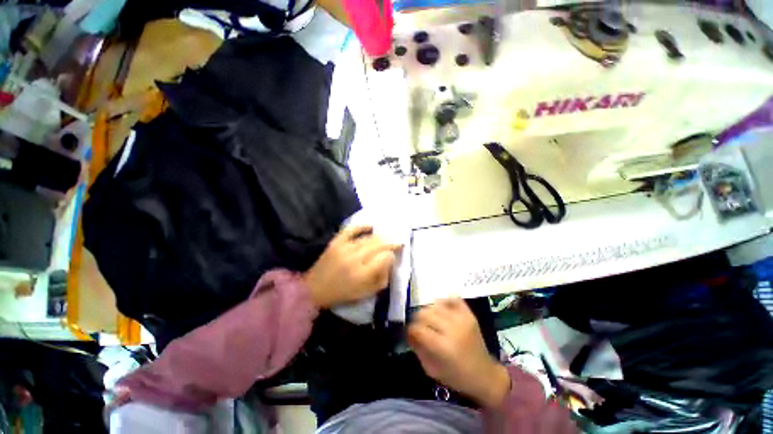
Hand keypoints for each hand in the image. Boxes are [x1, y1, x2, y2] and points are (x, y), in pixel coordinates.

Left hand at [303, 225, 401, 308]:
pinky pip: (352, 229)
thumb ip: (382, 279)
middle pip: (378, 245)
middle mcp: (354, 258)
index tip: (394, 256)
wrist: (314, 289)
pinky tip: (371, 226)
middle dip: (391, 243)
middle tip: (398, 242)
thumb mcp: (366, 293)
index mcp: (362, 274)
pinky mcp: (336, 242)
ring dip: (380, 237)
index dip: (392, 256)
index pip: (384, 258)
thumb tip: (390, 262)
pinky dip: (362, 226)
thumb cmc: (343, 293)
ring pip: (368, 238)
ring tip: (387, 237)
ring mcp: (344, 248)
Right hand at [408, 299, 510, 407]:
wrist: (484, 374)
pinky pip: (452, 299)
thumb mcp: (431, 369)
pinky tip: (442, 311)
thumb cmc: (456, 376)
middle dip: (417, 319)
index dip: (410, 330)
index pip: (417, 329)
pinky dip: (444, 302)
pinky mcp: (469, 314)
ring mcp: (462, 319)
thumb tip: (409, 332)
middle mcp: (452, 329)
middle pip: (424, 313)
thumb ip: (418, 348)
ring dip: (428, 311)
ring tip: (430, 320)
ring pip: (435, 304)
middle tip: (419, 326)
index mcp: (442, 347)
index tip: (410, 333)